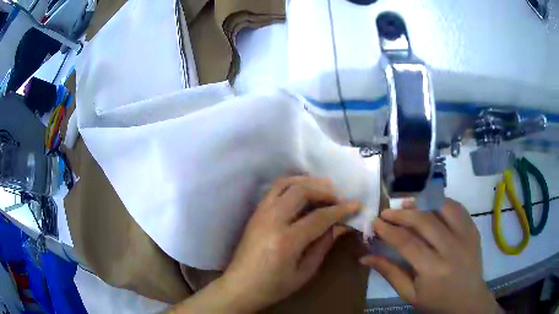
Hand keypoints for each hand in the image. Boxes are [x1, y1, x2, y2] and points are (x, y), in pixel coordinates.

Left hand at [172, 176, 360, 312]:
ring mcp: (260, 213)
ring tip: (323, 190)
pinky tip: (303, 192)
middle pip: (301, 191)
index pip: (319, 217)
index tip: (356, 205)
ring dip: (307, 182)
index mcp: (286, 241)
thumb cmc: (273, 286)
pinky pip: (275, 190)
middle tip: (338, 198)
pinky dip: (292, 185)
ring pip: (285, 184)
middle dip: (324, 191)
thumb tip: (339, 226)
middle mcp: (272, 220)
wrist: (240, 286)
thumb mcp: (304, 272)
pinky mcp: (255, 213)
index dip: (340, 209)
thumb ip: (323, 246)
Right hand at [360, 198, 501, 313]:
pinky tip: (430, 204)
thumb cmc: (436, 301)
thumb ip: (389, 273)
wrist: (467, 301)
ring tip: (407, 203)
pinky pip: (457, 208)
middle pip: (424, 221)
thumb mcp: (409, 294)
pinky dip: (441, 202)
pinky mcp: (473, 229)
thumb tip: (364, 257)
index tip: (376, 222)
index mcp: (433, 269)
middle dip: (402, 214)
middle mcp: (451, 248)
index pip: (407, 243)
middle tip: (387, 212)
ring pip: (442, 207)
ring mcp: (466, 236)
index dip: (389, 230)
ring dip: (422, 202)